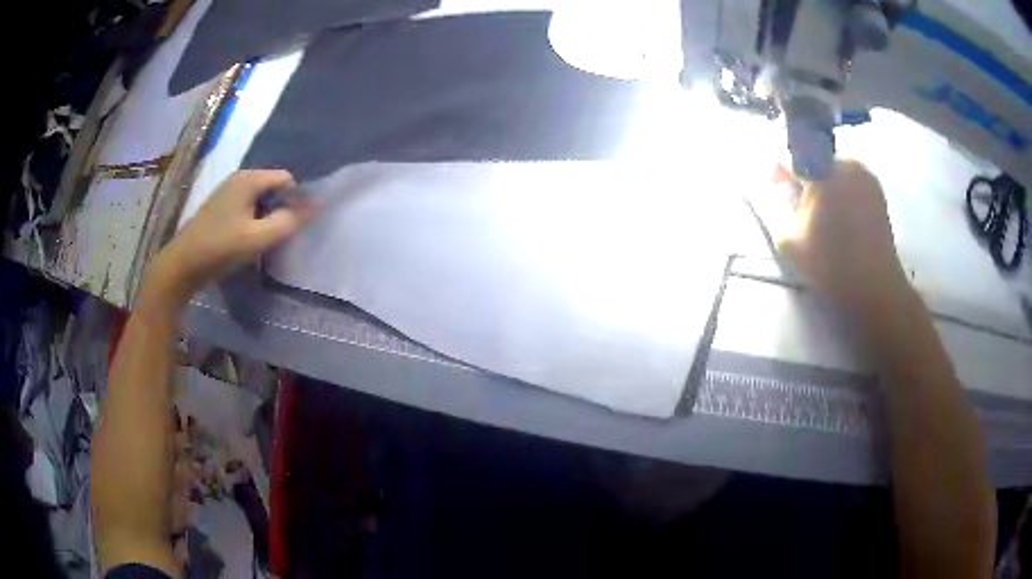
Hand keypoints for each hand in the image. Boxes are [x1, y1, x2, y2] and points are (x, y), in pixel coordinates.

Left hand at [143, 170, 314, 309]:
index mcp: (249, 179)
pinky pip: (245, 207)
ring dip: (266, 217)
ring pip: (258, 199)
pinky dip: (252, 220)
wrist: (181, 265)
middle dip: (280, 208)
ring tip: (263, 241)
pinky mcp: (218, 207)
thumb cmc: (220, 248)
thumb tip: (312, 209)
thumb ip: (287, 222)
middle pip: (272, 187)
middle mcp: (238, 178)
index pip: (286, 179)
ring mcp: (226, 192)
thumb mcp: (258, 238)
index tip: (293, 226)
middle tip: (279, 235)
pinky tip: (246, 240)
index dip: (295, 199)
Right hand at [751, 159, 912, 316]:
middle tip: (800, 206)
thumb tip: (757, 182)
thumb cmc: (829, 264)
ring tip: (821, 215)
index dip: (781, 169)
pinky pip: (850, 179)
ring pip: (833, 169)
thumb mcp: (788, 237)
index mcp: (822, 169)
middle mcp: (845, 162)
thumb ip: (770, 204)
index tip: (775, 184)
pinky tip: (840, 217)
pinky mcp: (876, 190)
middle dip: (804, 178)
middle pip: (814, 159)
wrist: (873, 287)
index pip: (791, 155)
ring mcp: (864, 174)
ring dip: (823, 184)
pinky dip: (841, 191)